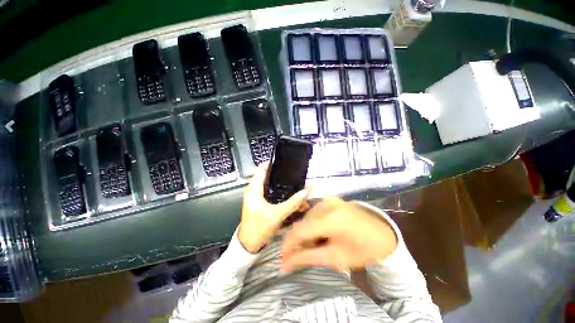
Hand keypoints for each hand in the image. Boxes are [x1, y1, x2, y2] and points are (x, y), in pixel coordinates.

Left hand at [238, 162, 309, 253]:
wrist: (249, 246)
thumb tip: (307, 191)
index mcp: (253, 189)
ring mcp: (258, 197)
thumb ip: (292, 203)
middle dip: (282, 175)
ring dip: (284, 186)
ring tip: (298, 185)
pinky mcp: (262, 203)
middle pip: (269, 176)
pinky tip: (293, 197)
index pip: (261, 169)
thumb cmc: (259, 228)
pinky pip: (273, 194)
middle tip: (295, 174)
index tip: (286, 161)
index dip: (272, 163)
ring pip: (272, 186)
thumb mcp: (277, 214)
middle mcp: (255, 190)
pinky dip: (283, 194)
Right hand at [281, 196, 396, 271]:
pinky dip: (313, 225)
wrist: (382, 234)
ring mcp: (329, 200)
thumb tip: (284, 264)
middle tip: (299, 256)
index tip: (282, 258)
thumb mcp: (335, 258)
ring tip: (313, 246)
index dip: (288, 245)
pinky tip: (320, 234)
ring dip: (306, 233)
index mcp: (330, 219)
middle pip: (303, 224)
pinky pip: (314, 213)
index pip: (300, 231)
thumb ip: (307, 258)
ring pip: (307, 218)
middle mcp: (326, 204)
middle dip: (298, 241)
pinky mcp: (331, 199)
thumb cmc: (362, 250)